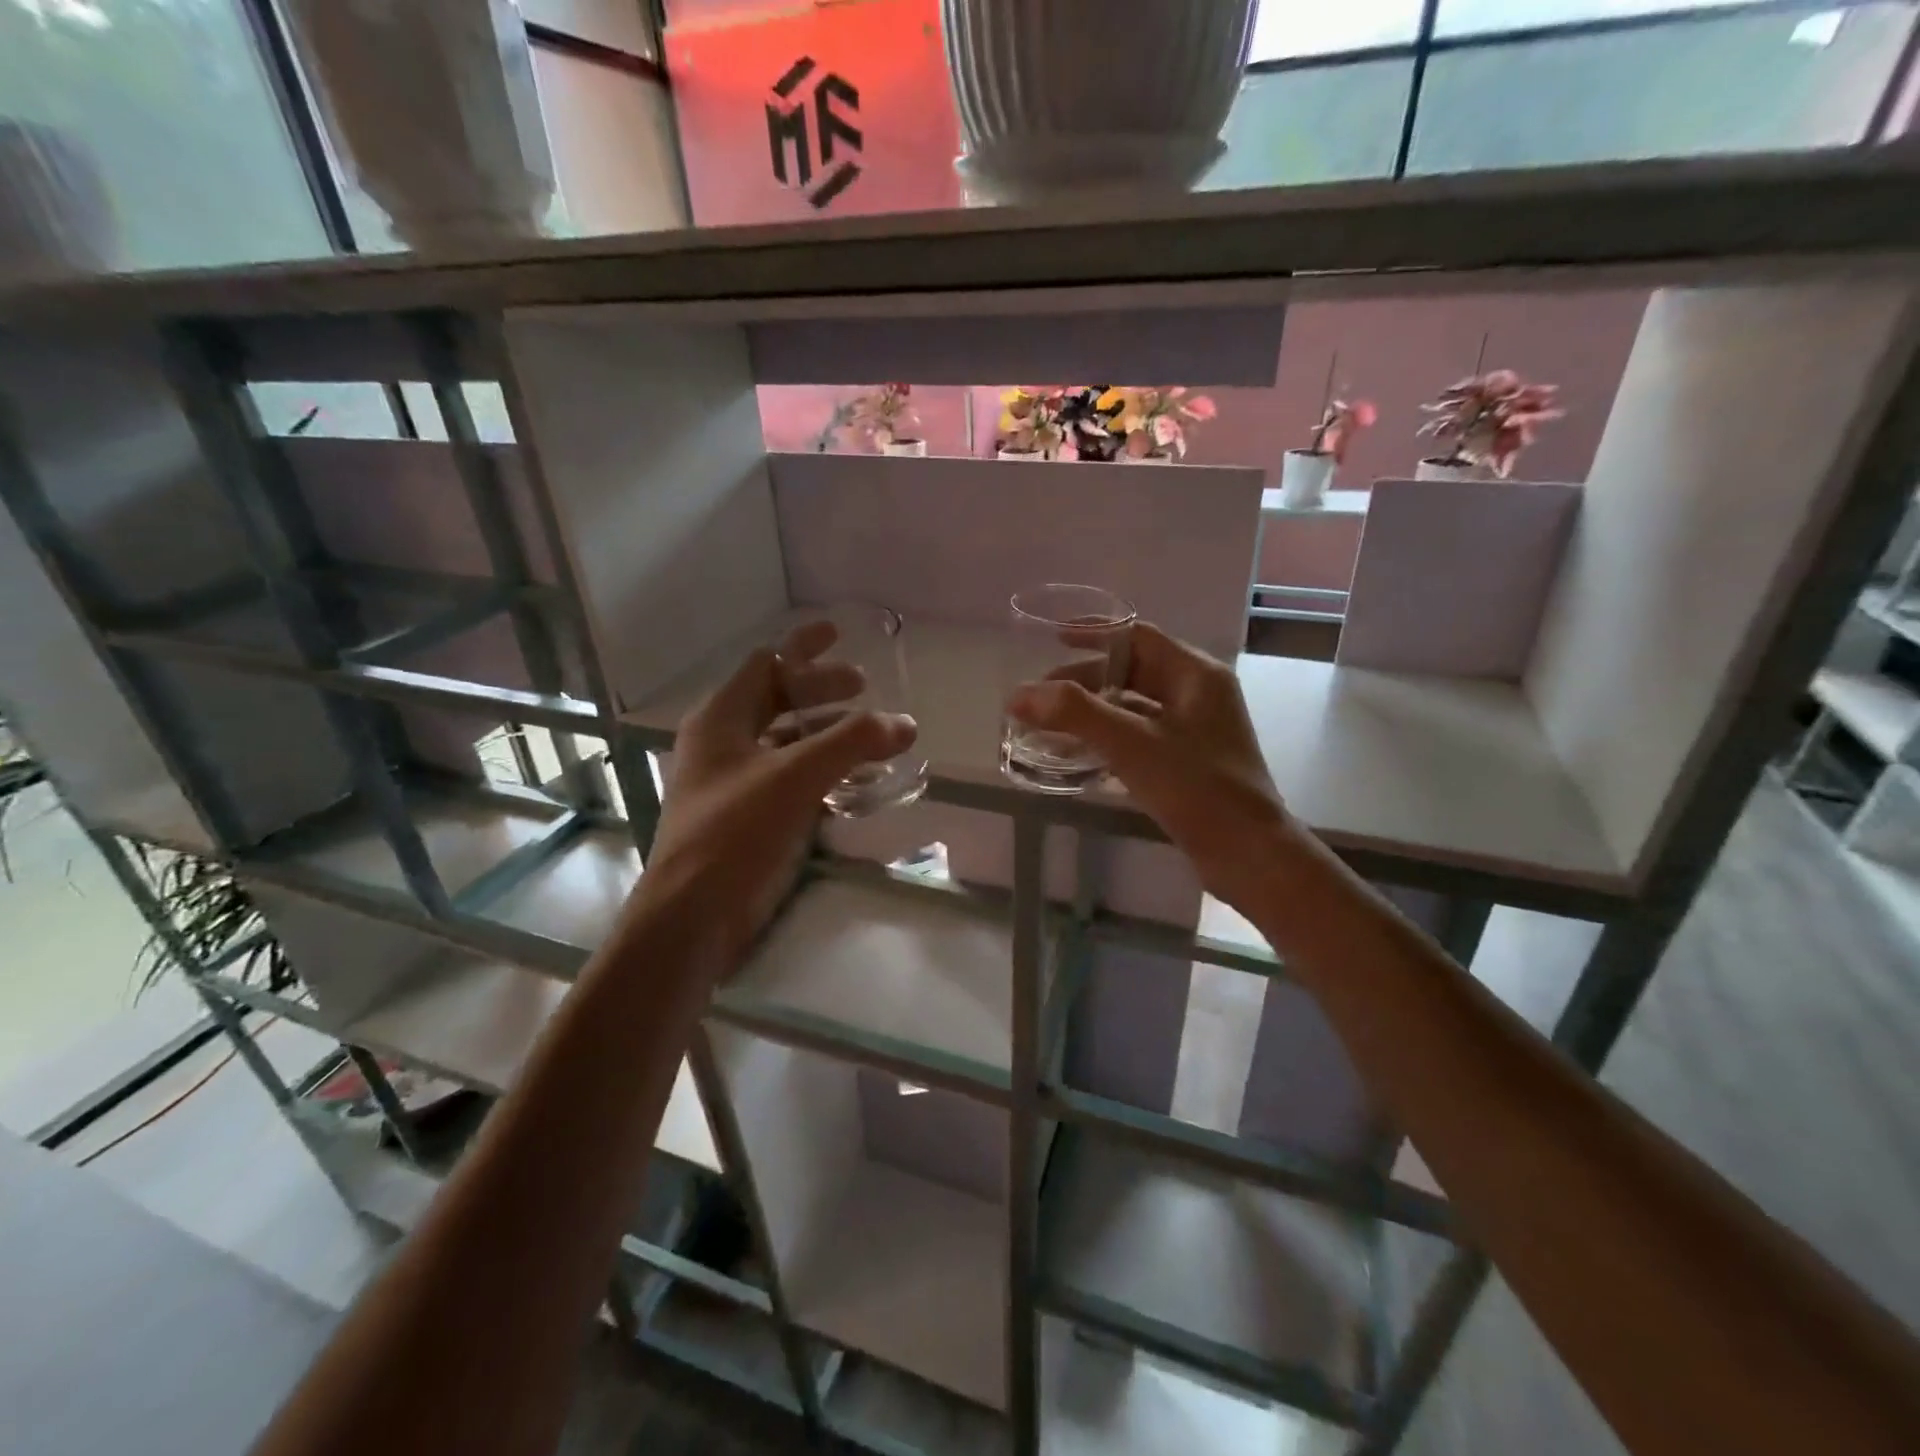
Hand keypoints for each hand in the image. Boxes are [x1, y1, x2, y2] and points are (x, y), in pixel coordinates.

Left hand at [638, 621, 916, 958]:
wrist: (694, 915)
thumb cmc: (735, 832)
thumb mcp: (795, 776)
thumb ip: (851, 743)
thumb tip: (905, 722)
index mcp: (721, 719)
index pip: (766, 664)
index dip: (803, 646)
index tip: (839, 633)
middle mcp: (725, 743)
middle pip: (779, 700)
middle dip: (823, 691)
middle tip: (865, 689)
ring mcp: (736, 782)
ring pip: (789, 742)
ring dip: (828, 734)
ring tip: (872, 737)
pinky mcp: (750, 817)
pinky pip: (793, 779)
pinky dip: (825, 772)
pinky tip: (857, 783)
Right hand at [1007, 623, 1290, 915]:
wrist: (1249, 856)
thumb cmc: (1197, 789)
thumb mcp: (1132, 744)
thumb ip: (1075, 714)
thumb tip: (1019, 695)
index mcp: (1196, 675)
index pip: (1137, 637)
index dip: (1093, 634)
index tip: (1052, 641)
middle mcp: (1198, 695)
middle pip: (1132, 672)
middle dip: (1084, 682)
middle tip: (1041, 698)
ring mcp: (1196, 731)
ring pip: (1134, 708)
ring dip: (1092, 713)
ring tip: (1049, 726)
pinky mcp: (1189, 763)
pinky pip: (1139, 738)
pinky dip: (1107, 740)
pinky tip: (1076, 757)